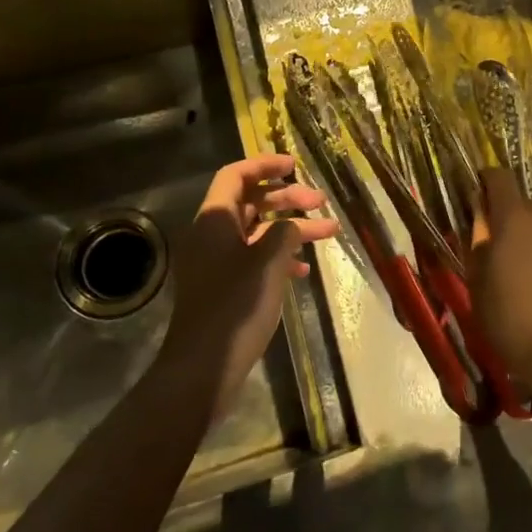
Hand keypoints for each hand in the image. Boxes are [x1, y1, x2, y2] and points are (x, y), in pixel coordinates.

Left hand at [163, 154, 338, 421]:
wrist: (203, 367)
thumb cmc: (235, 307)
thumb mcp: (267, 263)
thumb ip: (283, 233)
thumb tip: (291, 224)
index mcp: (215, 220)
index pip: (236, 175)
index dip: (265, 164)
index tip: (295, 165)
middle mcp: (212, 235)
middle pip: (251, 202)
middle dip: (287, 198)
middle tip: (320, 201)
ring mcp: (216, 262)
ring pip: (257, 232)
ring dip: (291, 229)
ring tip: (328, 232)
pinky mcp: (224, 286)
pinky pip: (253, 258)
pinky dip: (279, 256)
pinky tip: (303, 270)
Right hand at [468, 167, 531, 408]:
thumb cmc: (508, 315)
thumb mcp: (476, 279)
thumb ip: (476, 240)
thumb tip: (479, 220)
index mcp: (514, 217)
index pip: (498, 177)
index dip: (484, 182)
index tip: (475, 199)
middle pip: (520, 203)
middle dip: (504, 216)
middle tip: (492, 246)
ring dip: (527, 236)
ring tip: (518, 268)